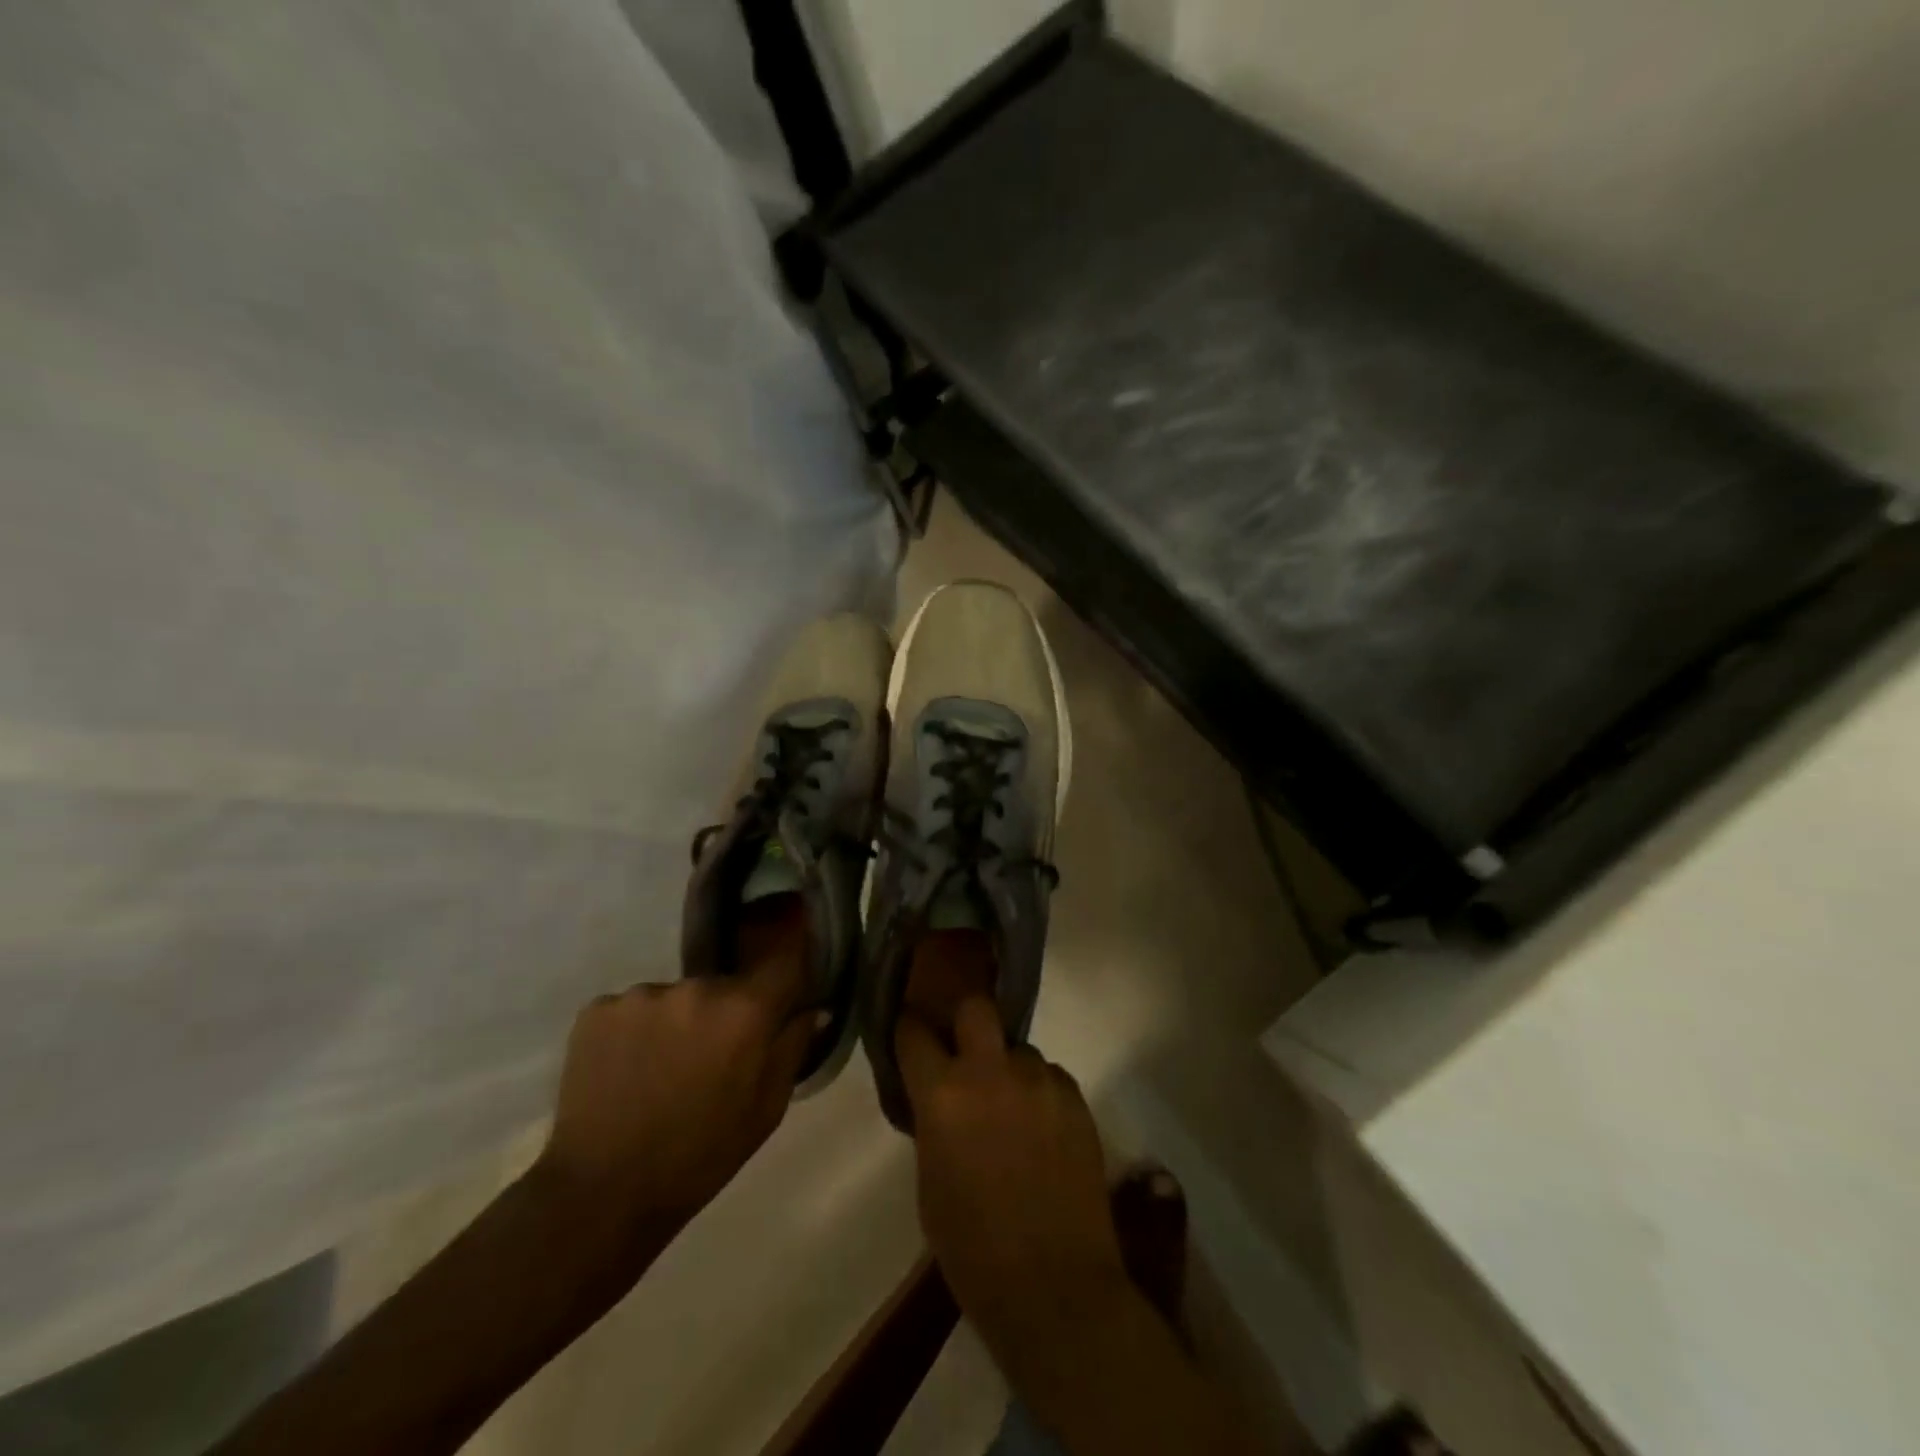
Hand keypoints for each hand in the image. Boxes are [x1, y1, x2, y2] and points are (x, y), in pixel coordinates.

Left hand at [535, 923, 818, 1241]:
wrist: (600, 1193)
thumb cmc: (700, 1156)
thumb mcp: (766, 1110)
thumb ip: (793, 1048)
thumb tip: (813, 1008)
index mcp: (745, 1010)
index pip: (784, 965)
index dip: (786, 982)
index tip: (783, 1000)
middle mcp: (697, 987)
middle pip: (725, 986)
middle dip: (725, 1013)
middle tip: (712, 1056)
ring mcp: (642, 995)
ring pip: (676, 998)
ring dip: (678, 1022)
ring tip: (661, 1069)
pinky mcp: (598, 1008)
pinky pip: (632, 1009)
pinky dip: (635, 1031)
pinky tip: (627, 1070)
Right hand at [896, 999, 1127, 1343]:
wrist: (1054, 1287)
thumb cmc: (973, 1249)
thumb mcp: (930, 1183)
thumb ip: (932, 1124)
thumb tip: (936, 1098)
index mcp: (943, 1094)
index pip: (914, 1032)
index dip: (909, 1029)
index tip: (909, 1033)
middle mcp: (991, 1072)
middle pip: (976, 1007)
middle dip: (966, 1020)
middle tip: (965, 1052)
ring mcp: (1040, 1081)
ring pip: (1019, 1049)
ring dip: (1009, 1069)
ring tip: (1013, 1111)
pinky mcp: (1076, 1098)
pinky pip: (1050, 1077)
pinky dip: (1041, 1093)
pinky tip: (1043, 1131)